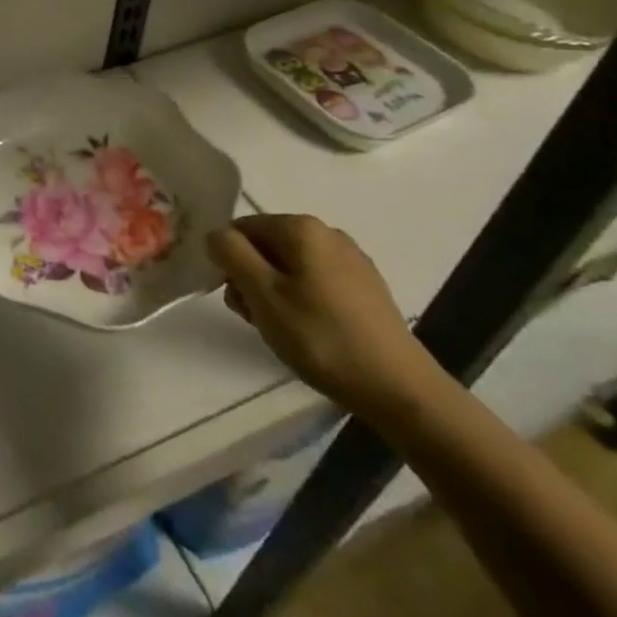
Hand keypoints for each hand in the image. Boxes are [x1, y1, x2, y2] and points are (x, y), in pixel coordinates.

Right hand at [208, 215, 451, 419]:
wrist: (400, 390)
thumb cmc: (321, 338)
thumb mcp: (262, 295)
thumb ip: (231, 254)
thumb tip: (216, 234)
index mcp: (301, 227)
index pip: (241, 228)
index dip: (230, 262)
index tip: (239, 300)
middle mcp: (327, 232)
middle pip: (266, 246)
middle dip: (252, 279)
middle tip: (259, 320)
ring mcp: (351, 259)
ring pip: (291, 266)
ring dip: (275, 293)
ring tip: (285, 332)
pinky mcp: (366, 287)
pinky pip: (317, 281)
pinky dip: (303, 300)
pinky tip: (313, 333)